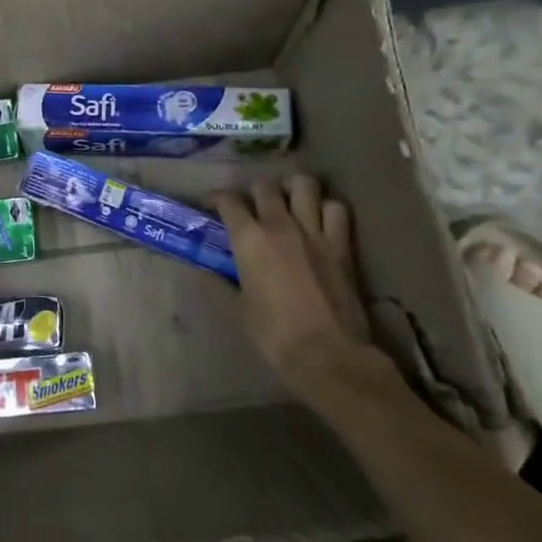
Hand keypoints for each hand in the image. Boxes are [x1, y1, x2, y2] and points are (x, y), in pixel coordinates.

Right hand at [213, 176, 382, 400]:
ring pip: (304, 186)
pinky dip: (326, 207)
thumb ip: (217, 284)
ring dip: (292, 188)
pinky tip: (319, 218)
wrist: (328, 355)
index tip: (212, 203)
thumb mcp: (237, 311)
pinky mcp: (341, 245)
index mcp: (250, 240)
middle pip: (264, 186)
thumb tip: (200, 270)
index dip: (217, 197)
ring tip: (287, 199)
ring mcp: (314, 232)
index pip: (229, 201)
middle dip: (253, 190)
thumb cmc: (274, 336)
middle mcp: (280, 226)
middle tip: (250, 204)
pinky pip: (336, 209)